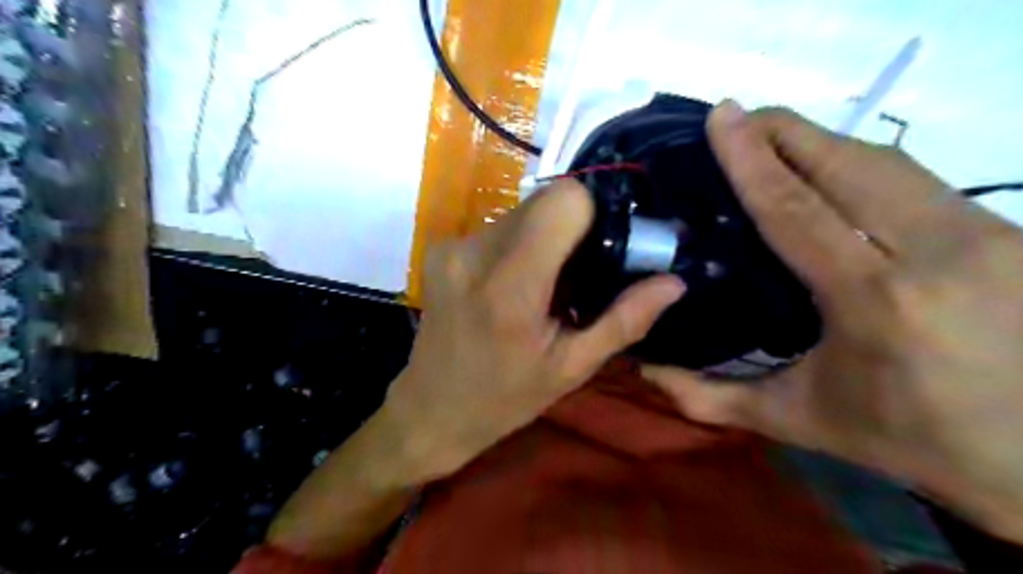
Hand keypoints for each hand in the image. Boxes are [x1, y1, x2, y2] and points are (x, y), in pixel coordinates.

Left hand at [379, 182, 682, 479]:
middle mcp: (476, 253)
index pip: (564, 200)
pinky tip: (514, 283)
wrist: (431, 409)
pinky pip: (498, 226)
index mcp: (512, 287)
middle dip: (571, 227)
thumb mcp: (572, 367)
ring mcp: (453, 246)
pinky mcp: (441, 247)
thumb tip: (674, 282)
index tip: (602, 247)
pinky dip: (518, 243)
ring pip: (521, 210)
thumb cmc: (505, 398)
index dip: (592, 214)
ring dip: (543, 236)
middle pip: (544, 201)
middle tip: (578, 273)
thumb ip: (625, 320)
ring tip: (545, 283)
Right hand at [643, 103, 1022, 541]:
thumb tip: (643, 371)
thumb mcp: (797, 420)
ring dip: (822, 142)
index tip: (722, 115)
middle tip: (737, 118)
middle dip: (785, 131)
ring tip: (773, 137)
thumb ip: (709, 397)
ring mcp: (985, 233)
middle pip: (846, 164)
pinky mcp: (1009, 231)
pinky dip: (861, 164)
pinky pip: (915, 180)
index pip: (795, 208)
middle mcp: (934, 251)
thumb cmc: (905, 439)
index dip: (751, 159)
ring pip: (887, 162)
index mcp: (873, 300)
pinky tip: (830, 171)